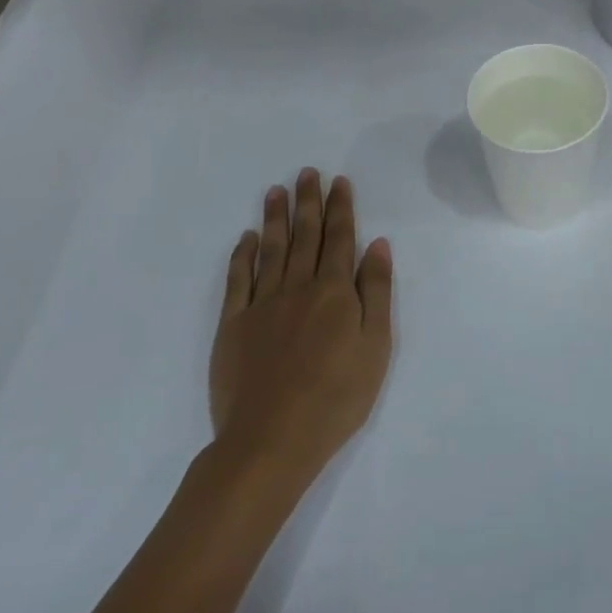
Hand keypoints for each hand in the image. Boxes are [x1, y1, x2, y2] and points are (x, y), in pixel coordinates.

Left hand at [208, 170, 394, 491]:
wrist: (272, 440)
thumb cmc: (337, 396)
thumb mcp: (376, 345)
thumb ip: (376, 291)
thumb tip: (378, 244)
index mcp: (334, 291)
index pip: (340, 238)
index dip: (340, 208)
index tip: (338, 181)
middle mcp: (298, 286)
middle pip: (305, 235)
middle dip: (308, 202)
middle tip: (307, 172)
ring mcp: (262, 304)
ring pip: (271, 249)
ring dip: (275, 218)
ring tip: (276, 190)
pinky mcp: (233, 325)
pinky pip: (238, 280)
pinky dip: (243, 256)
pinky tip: (247, 238)